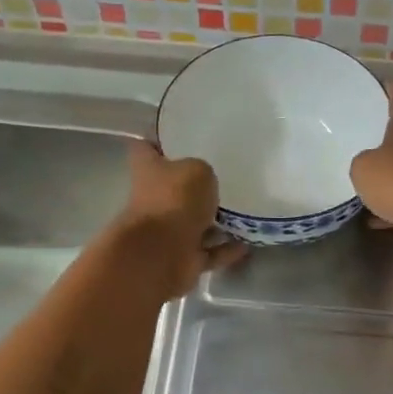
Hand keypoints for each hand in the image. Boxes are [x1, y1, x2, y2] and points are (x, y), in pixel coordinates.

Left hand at [114, 140, 246, 298]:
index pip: (146, 148)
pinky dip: (225, 249)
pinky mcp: (182, 257)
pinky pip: (209, 251)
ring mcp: (167, 231)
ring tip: (243, 211)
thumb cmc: (175, 200)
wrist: (162, 253)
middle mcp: (154, 199)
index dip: (159, 140)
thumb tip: (205, 183)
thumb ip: (203, 171)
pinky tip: (246, 244)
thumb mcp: (198, 170)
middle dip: (194, 185)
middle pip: (172, 187)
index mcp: (149, 170)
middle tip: (224, 175)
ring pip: (193, 222)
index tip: (181, 136)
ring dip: (214, 221)